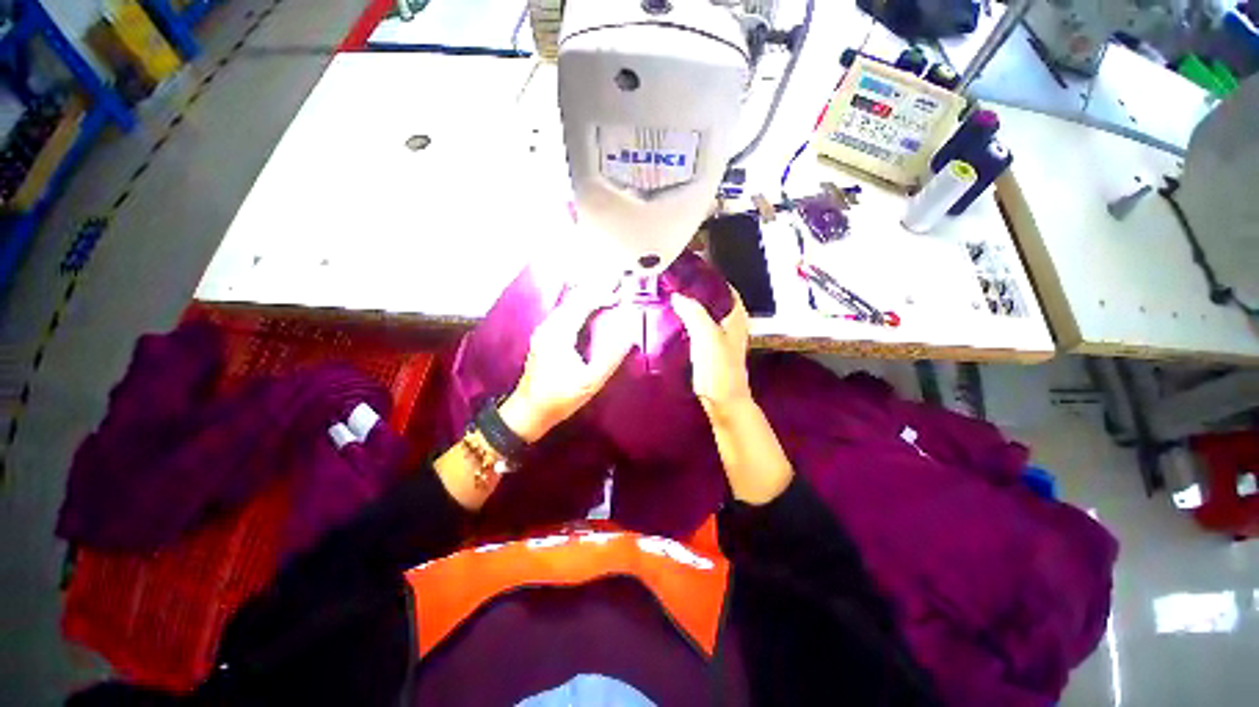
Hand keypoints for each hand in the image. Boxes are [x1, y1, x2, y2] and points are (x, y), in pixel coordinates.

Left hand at [499, 291, 634, 442]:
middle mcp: (549, 326)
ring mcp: (545, 331)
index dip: (603, 293)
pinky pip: (566, 313)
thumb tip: (629, 333)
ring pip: (569, 304)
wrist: (528, 412)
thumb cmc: (559, 398)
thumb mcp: (590, 381)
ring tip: (609, 293)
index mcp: (559, 333)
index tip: (622, 290)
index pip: (583, 302)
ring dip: (589, 297)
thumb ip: (611, 356)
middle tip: (618, 284)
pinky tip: (591, 310)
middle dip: (597, 289)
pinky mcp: (545, 337)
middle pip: (574, 298)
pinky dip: (582, 307)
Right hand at [671, 287, 751, 419]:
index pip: (723, 287)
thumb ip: (694, 313)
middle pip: (712, 299)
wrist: (723, 401)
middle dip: (694, 291)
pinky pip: (697, 327)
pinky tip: (672, 320)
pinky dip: (686, 321)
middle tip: (673, 284)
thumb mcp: (707, 337)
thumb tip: (677, 295)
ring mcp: (720, 336)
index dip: (707, 277)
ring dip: (689, 307)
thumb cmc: (719, 368)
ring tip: (669, 298)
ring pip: (703, 313)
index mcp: (736, 316)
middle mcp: (730, 323)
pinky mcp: (709, 348)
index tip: (687, 271)